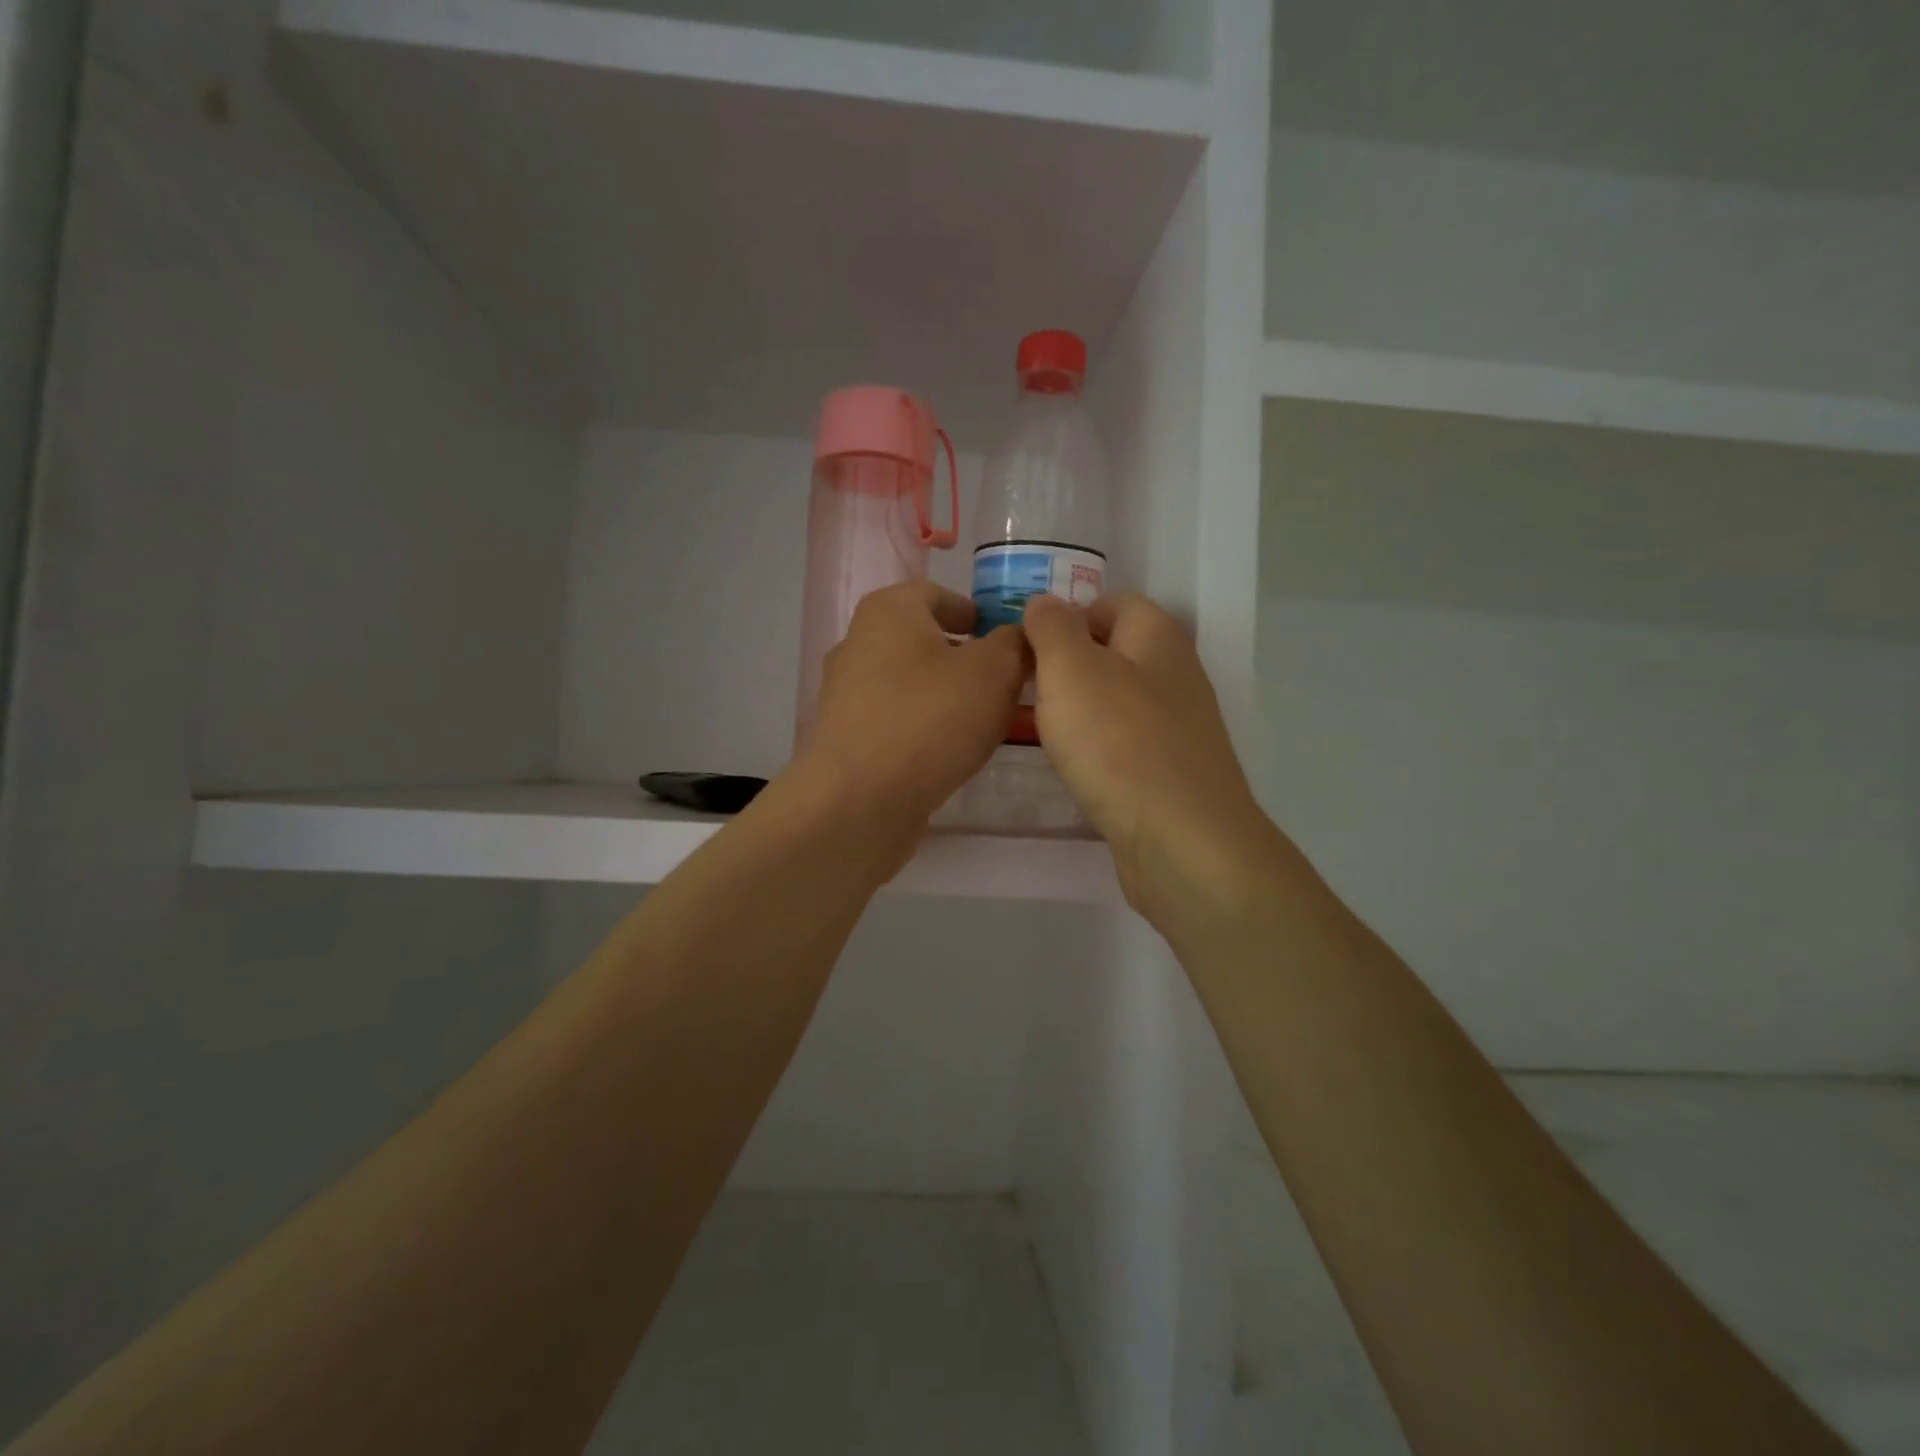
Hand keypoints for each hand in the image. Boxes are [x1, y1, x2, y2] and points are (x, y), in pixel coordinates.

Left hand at [799, 580, 1026, 840]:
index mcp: (889, 611)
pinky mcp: (847, 737)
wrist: (860, 801)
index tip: (1008, 639)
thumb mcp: (993, 672)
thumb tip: (1018, 635)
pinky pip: (897, 719)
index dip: (977, 612)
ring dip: (948, 696)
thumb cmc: (930, 720)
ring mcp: (847, 693)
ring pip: (912, 683)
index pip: (939, 594)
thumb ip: (1014, 643)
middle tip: (1008, 683)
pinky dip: (926, 727)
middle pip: (924, 640)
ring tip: (988, 721)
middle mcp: (859, 643)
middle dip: (967, 658)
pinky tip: (952, 751)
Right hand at [1024, 593, 1274, 930]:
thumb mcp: (1070, 670)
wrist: (1181, 840)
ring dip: (1082, 708)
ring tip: (1040, 727)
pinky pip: (1127, 744)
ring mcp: (1180, 727)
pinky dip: (1099, 748)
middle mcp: (1176, 675)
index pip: (1114, 602)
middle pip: (1117, 652)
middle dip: (1069, 664)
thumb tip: (1045, 603)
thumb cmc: (1118, 742)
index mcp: (1158, 638)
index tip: (1028, 644)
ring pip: (1120, 701)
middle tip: (1024, 687)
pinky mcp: (1174, 773)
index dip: (1069, 615)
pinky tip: (1075, 767)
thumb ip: (1053, 629)